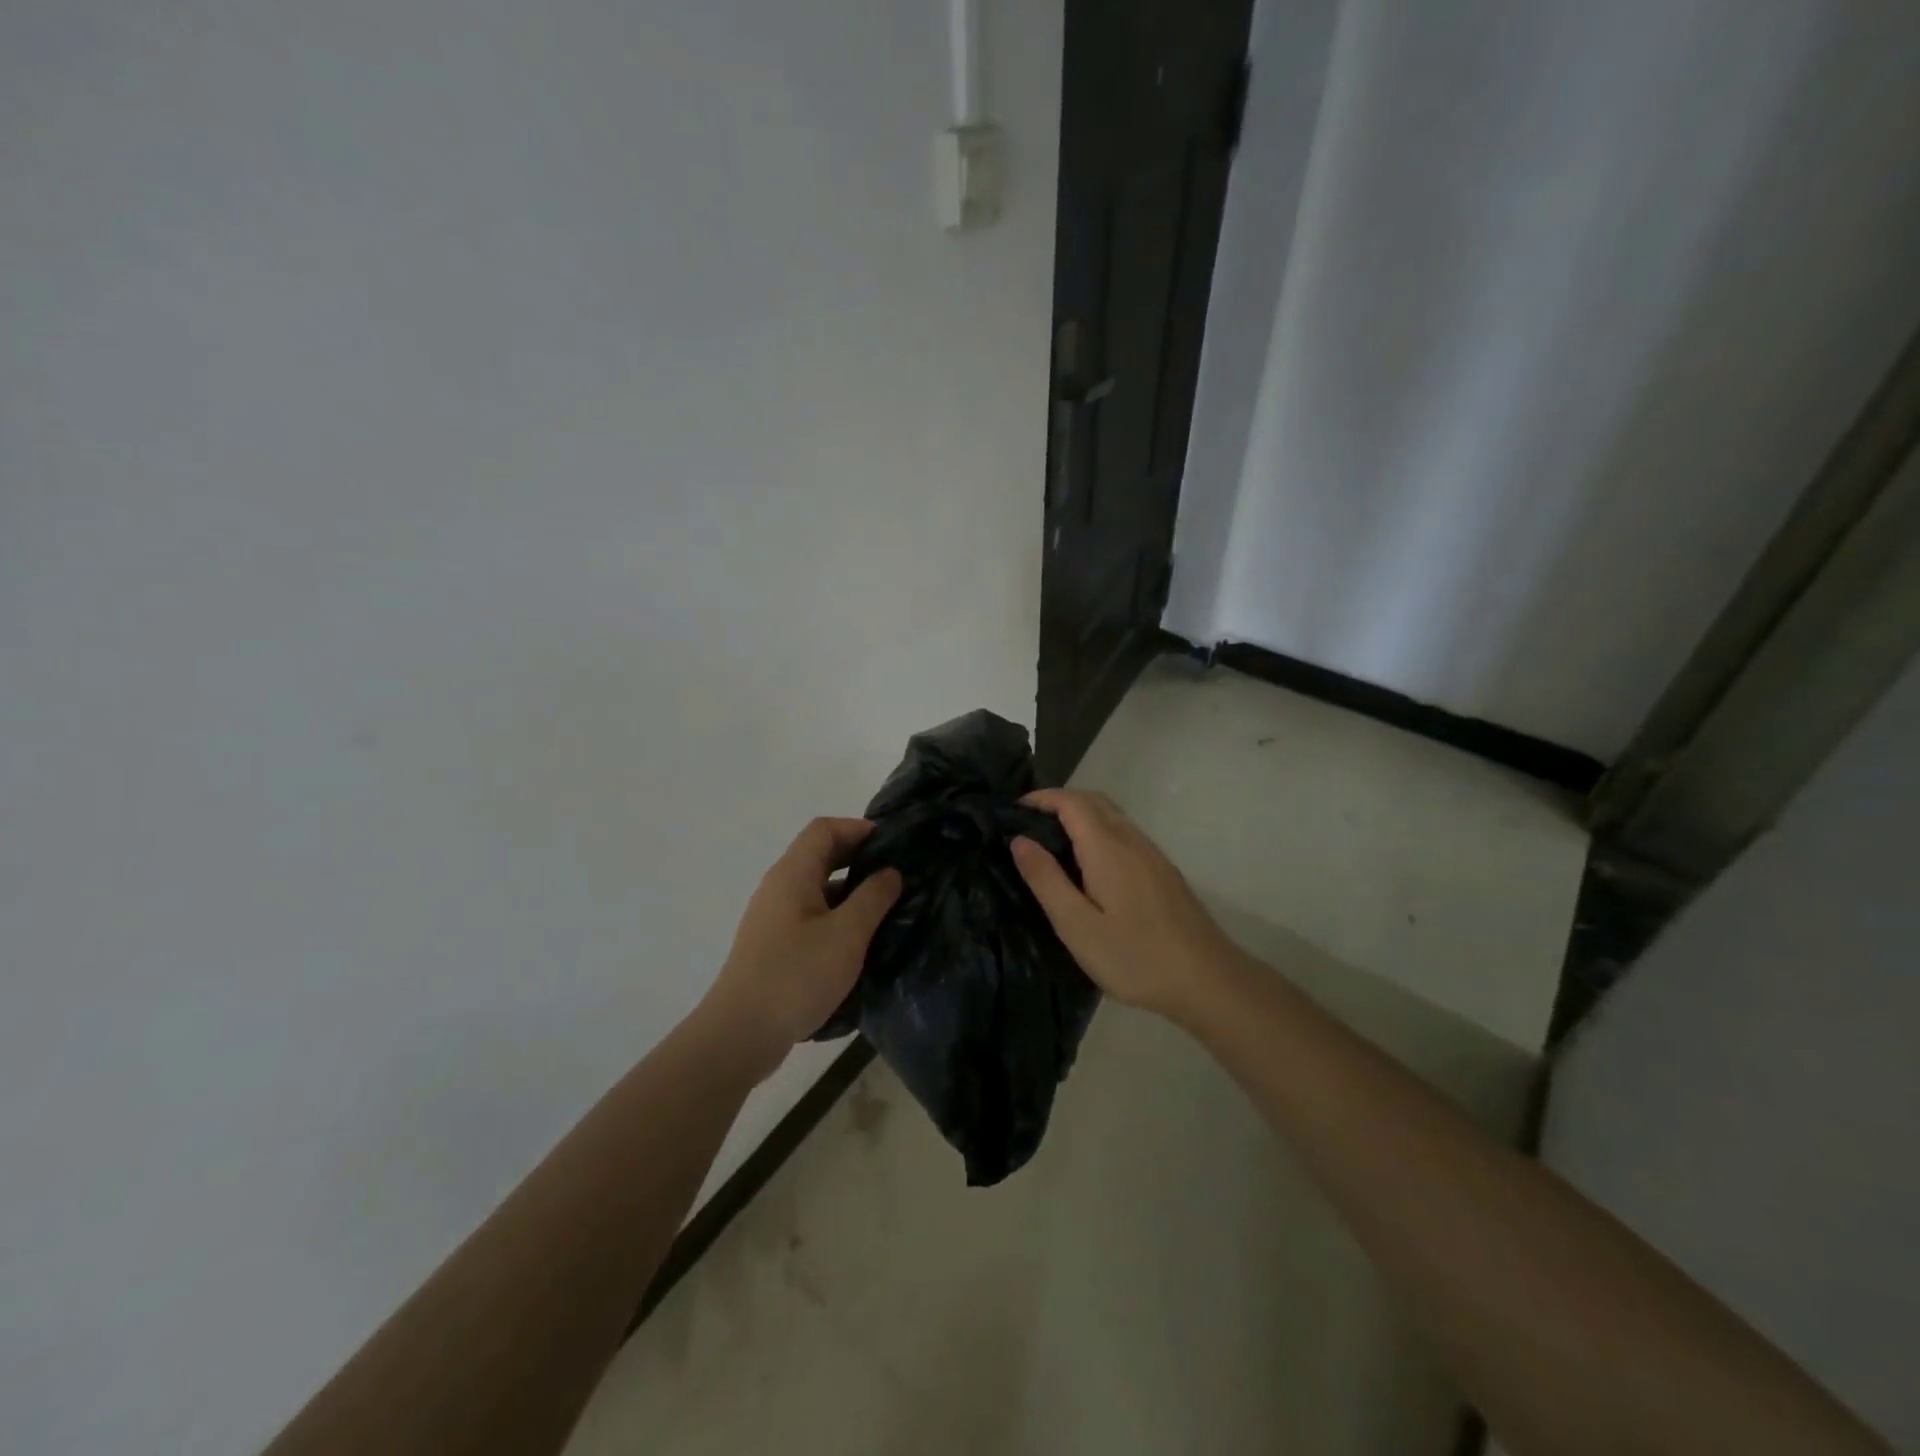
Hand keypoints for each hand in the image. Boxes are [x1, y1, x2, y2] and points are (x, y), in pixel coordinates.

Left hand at [701, 818, 902, 1072]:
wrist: (740, 1034)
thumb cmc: (797, 975)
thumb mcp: (847, 935)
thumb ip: (873, 898)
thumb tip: (890, 872)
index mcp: (792, 874)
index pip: (824, 829)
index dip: (857, 828)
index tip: (892, 843)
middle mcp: (778, 887)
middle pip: (819, 855)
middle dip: (858, 858)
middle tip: (896, 873)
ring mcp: (773, 917)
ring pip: (816, 888)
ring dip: (849, 890)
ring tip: (886, 906)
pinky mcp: (774, 945)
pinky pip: (810, 915)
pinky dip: (837, 915)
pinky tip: (858, 939)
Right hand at [1010, 789, 1237, 1020]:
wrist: (1208, 981)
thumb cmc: (1135, 957)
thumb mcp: (1077, 926)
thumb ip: (1046, 880)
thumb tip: (1019, 840)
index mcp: (1107, 848)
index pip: (1071, 802)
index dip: (1041, 798)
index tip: (1012, 810)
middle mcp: (1132, 840)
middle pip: (1094, 801)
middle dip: (1059, 801)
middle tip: (1028, 822)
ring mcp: (1153, 855)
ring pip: (1112, 816)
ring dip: (1081, 815)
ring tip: (1052, 841)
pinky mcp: (1163, 872)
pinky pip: (1125, 834)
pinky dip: (1099, 831)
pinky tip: (1089, 865)